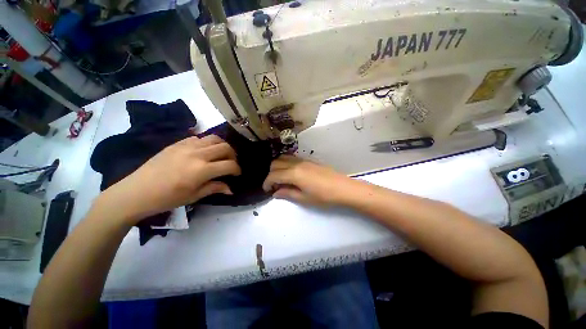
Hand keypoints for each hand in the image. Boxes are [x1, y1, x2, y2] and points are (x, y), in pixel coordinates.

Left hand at [95, 135, 240, 223]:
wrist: (137, 191)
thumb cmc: (167, 198)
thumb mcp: (194, 196)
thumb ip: (215, 188)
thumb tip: (231, 189)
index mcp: (202, 170)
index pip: (229, 165)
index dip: (237, 169)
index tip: (237, 174)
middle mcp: (198, 154)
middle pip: (225, 148)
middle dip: (233, 155)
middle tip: (231, 163)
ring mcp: (187, 146)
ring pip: (214, 138)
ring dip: (222, 146)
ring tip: (220, 154)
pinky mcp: (178, 143)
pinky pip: (199, 137)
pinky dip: (207, 143)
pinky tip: (203, 152)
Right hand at [263, 155, 356, 205]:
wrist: (343, 188)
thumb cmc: (323, 196)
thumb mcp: (304, 198)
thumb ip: (287, 193)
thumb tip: (275, 193)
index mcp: (294, 173)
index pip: (273, 175)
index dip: (267, 183)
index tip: (266, 190)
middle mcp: (296, 163)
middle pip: (275, 163)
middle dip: (271, 174)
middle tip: (274, 185)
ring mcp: (303, 160)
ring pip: (283, 158)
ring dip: (278, 167)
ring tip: (282, 179)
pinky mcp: (309, 160)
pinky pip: (292, 158)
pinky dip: (286, 164)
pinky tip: (291, 174)